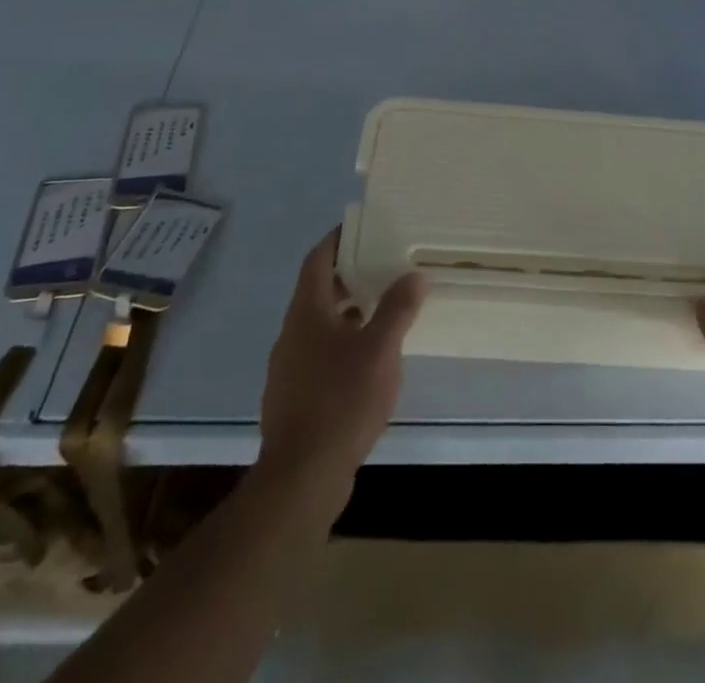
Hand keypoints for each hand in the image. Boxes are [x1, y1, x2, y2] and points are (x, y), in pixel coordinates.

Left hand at [256, 230, 426, 509]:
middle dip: (348, 276)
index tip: (361, 226)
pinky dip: (343, 343)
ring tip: (383, 310)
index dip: (337, 240)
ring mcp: (289, 368)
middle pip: (318, 291)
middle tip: (382, 265)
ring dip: (348, 311)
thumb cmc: (341, 401)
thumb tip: (415, 274)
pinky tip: (368, 360)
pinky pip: (319, 354)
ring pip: (319, 325)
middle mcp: (292, 334)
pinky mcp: (294, 397)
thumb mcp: (380, 350)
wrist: (301, 478)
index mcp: (307, 313)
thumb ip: (397, 308)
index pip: (317, 261)